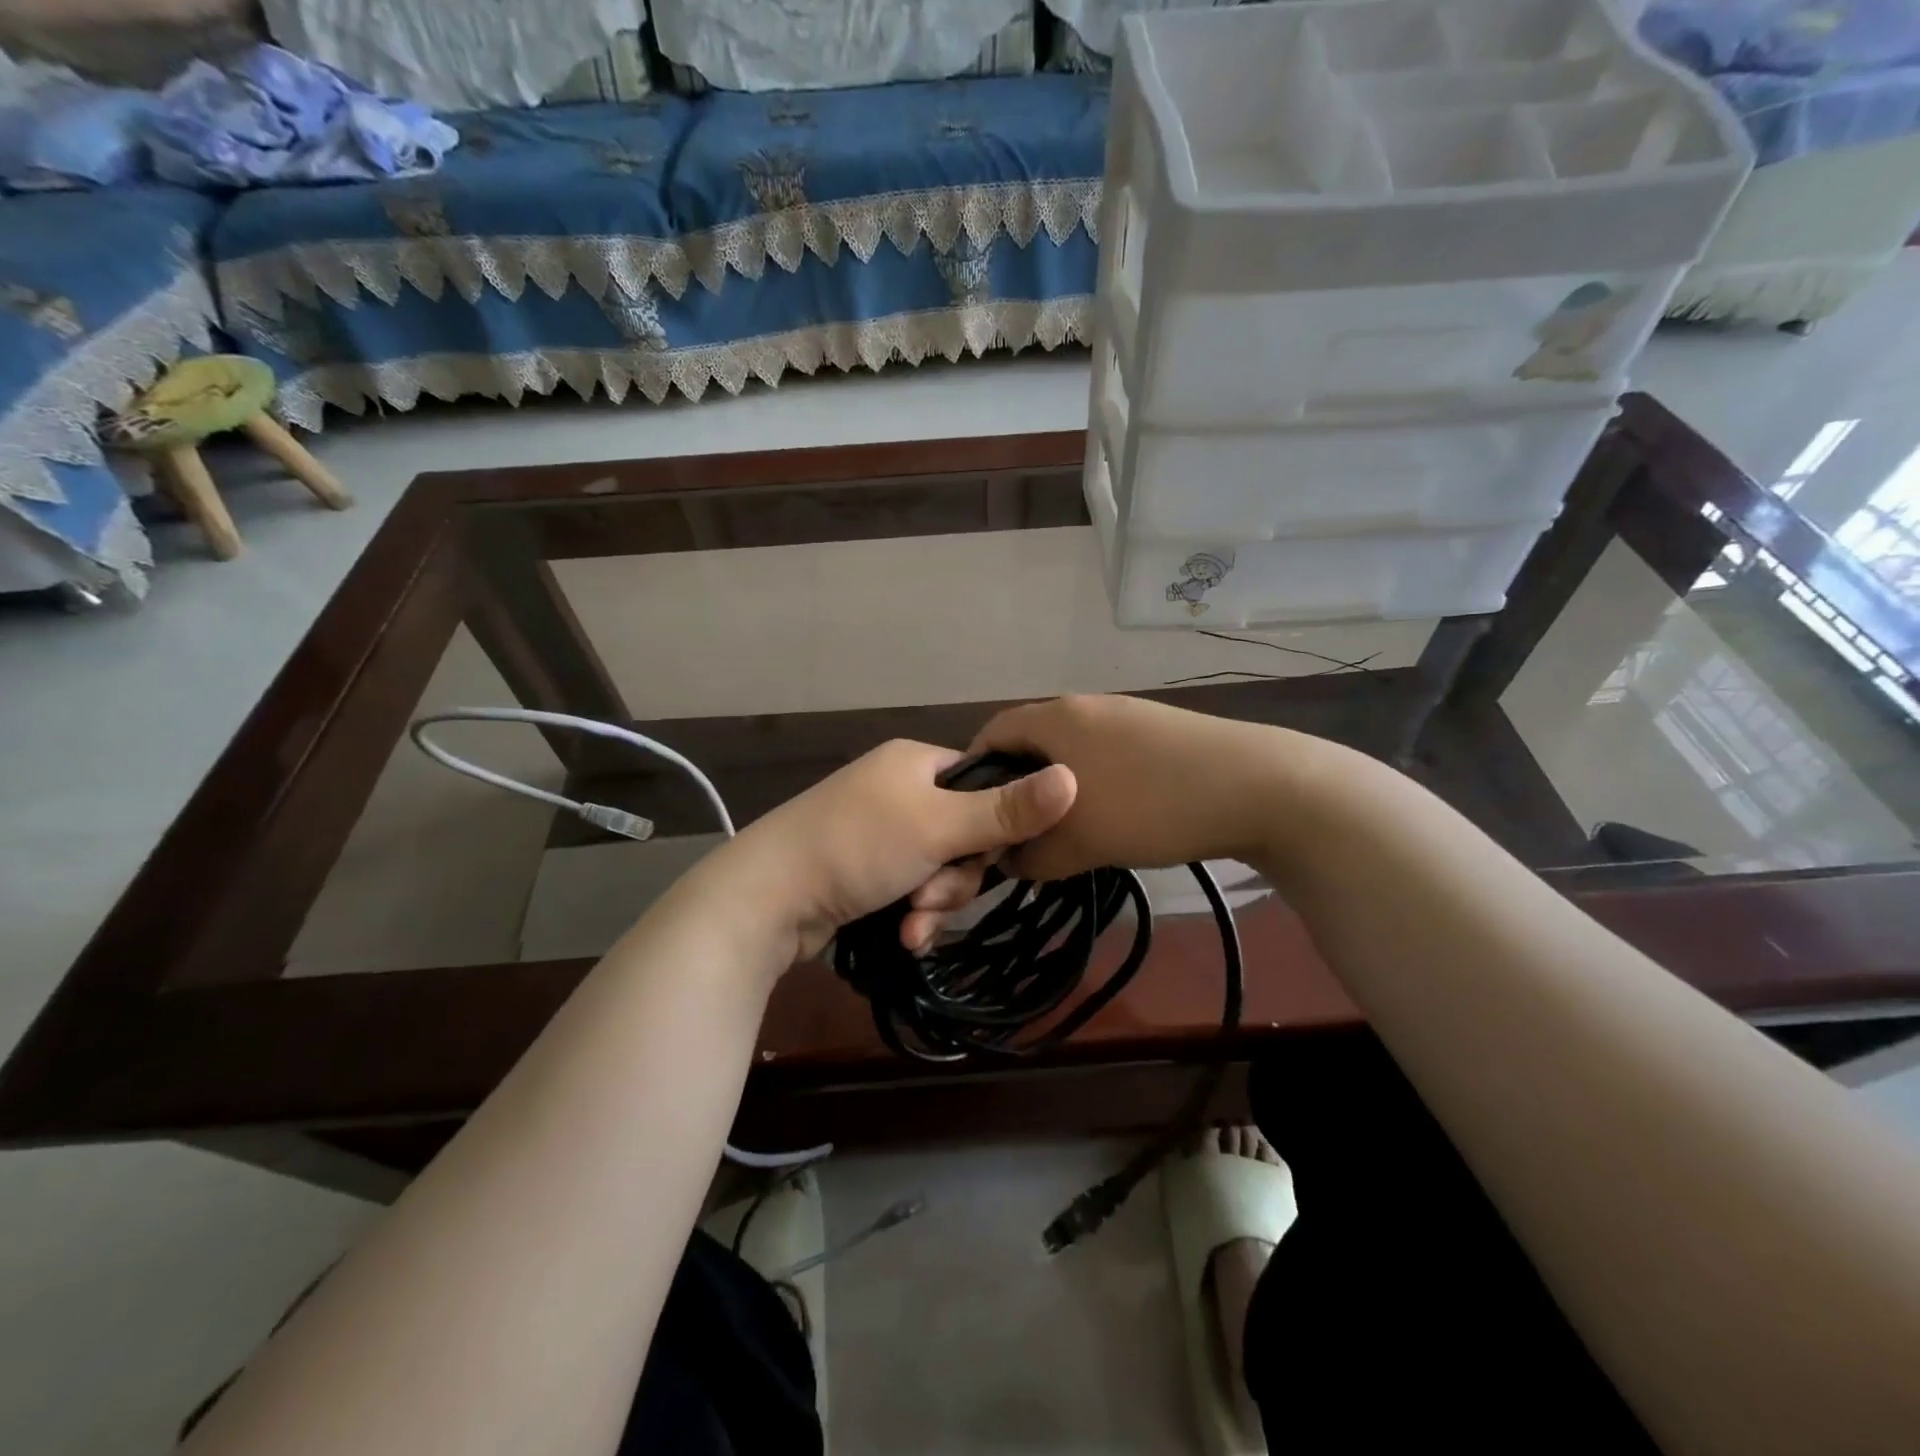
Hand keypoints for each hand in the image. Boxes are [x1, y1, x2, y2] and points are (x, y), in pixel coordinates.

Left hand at [718, 739, 1077, 962]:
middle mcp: (897, 789)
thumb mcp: (939, 826)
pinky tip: (902, 937)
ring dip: (934, 902)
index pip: (983, 785)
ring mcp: (877, 831)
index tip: (988, 859)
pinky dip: (911, 913)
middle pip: (963, 834)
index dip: (995, 827)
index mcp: (915, 763)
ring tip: (910, 925)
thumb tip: (1075, 775)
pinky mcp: (862, 869)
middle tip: (932, 898)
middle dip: (956, 877)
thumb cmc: (857, 846)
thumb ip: (1008, 809)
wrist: (765, 897)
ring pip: (938, 868)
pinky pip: (909, 888)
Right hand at [965, 695, 1310, 880]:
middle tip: (1017, 833)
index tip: (972, 816)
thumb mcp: (1079, 843)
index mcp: (1056, 718)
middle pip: (1031, 744)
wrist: (1260, 786)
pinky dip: (1093, 785)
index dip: (973, 773)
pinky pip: (1105, 757)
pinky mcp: (1158, 732)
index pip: (991, 733)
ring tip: (1065, 832)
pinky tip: (1113, 818)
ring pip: (1071, 753)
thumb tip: (1009, 859)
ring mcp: (1126, 716)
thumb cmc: (1151, 807)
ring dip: (1058, 791)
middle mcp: (1085, 706)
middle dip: (1018, 790)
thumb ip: (1031, 855)